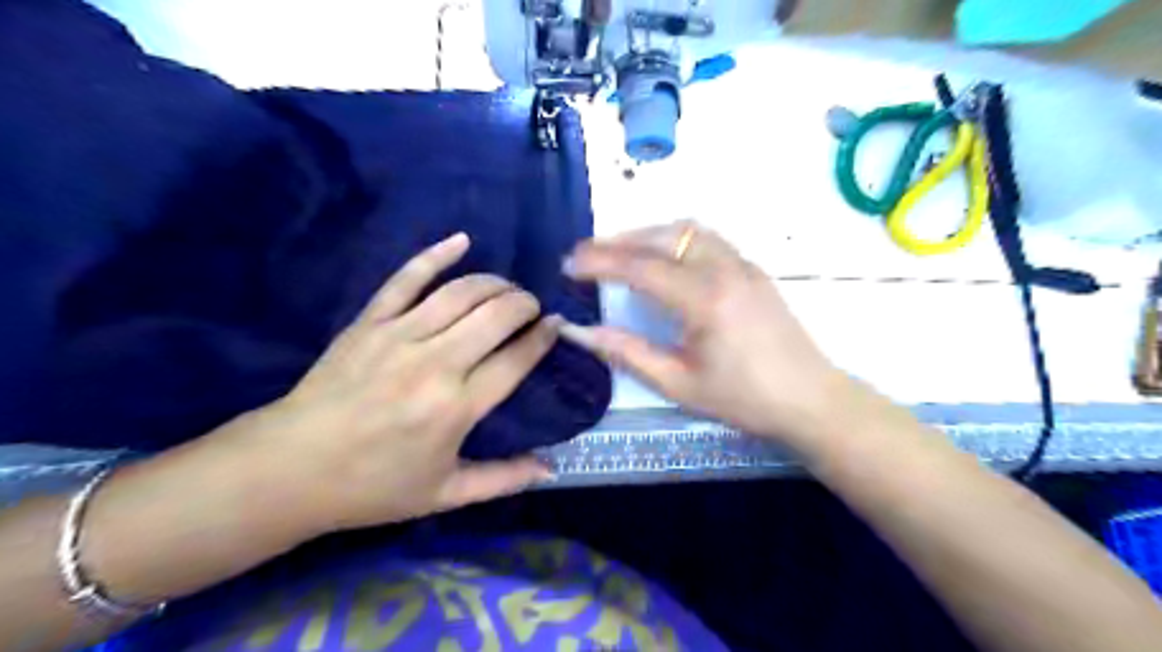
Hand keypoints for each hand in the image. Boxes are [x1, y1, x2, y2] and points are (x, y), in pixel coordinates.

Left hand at [228, 233, 552, 534]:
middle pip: (496, 315)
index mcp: (457, 407)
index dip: (543, 337)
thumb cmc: (373, 486)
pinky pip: (407, 278)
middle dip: (525, 304)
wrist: (289, 469)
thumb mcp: (445, 494)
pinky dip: (436, 255)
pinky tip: (462, 240)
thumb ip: (504, 479)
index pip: (517, 358)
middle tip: (532, 309)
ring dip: (495, 283)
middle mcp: (435, 363)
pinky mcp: (370, 321)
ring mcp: (399, 336)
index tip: (556, 326)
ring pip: (461, 292)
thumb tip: (551, 468)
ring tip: (507, 289)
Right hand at [562, 219, 851, 446]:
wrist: (810, 399)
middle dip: (619, 240)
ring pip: (687, 230)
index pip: (641, 267)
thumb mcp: (678, 384)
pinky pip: (707, 239)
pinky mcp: (753, 269)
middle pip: (663, 236)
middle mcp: (724, 269)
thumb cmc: (743, 398)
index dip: (599, 262)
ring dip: (648, 234)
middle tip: (587, 254)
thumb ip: (627, 353)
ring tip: (619, 252)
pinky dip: (674, 239)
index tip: (568, 264)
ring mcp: (743, 264)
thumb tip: (581, 332)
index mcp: (705, 299)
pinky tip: (662, 259)